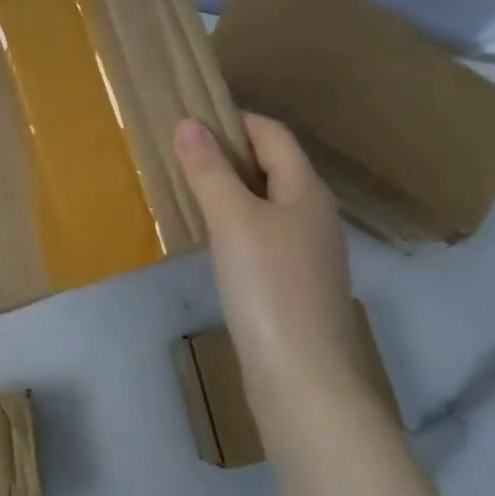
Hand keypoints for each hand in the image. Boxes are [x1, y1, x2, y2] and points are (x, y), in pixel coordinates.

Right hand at [174, 114, 374, 420]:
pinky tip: (210, 238)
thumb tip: (188, 123)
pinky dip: (235, 223)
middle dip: (228, 153)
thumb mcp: (233, 221)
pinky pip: (262, 234)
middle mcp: (314, 215)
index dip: (234, 119)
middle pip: (272, 166)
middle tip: (180, 153)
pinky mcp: (294, 283)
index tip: (190, 118)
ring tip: (187, 189)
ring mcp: (307, 252)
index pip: (273, 135)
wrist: (303, 377)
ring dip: (229, 189)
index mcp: (307, 191)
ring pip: (266, 202)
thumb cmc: (269, 287)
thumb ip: (210, 171)